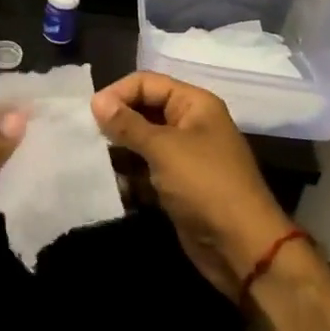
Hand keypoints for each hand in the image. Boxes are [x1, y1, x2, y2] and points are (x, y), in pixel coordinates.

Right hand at [92, 72, 293, 298]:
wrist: (242, 247)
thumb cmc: (205, 185)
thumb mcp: (163, 148)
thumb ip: (127, 124)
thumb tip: (96, 100)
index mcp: (194, 104)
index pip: (147, 83)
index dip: (118, 93)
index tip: (91, 114)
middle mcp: (189, 124)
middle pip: (143, 110)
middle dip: (116, 122)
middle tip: (87, 137)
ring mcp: (184, 157)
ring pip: (141, 142)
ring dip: (119, 151)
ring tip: (95, 161)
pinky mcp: (177, 186)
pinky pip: (145, 170)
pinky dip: (128, 176)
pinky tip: (112, 185)